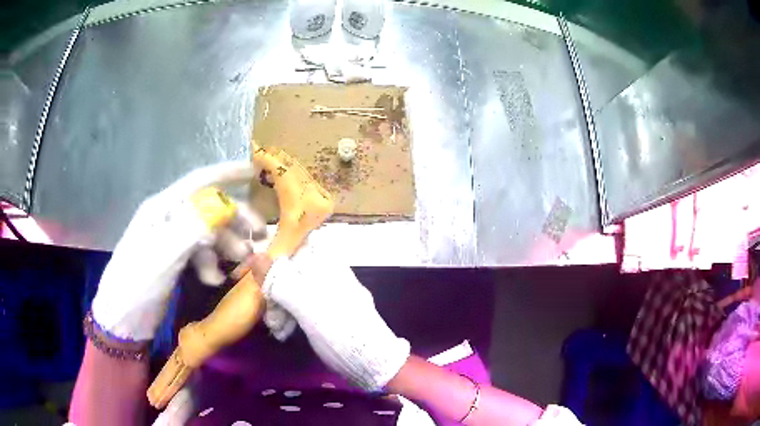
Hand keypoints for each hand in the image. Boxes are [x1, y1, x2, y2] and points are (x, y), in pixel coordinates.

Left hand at [91, 161, 264, 340]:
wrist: (121, 321)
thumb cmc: (137, 286)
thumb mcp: (162, 257)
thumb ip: (191, 229)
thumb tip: (222, 206)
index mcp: (162, 209)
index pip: (197, 182)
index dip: (226, 173)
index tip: (254, 171)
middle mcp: (167, 218)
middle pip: (207, 208)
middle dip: (235, 219)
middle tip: (260, 236)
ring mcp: (170, 240)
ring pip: (206, 232)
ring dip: (226, 245)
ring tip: (240, 264)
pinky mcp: (173, 260)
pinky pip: (199, 253)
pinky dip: (211, 263)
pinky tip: (215, 280)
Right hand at [261, 244, 409, 390]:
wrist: (370, 360)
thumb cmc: (340, 330)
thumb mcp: (307, 306)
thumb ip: (281, 280)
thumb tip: (255, 256)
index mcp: (327, 264)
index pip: (296, 243)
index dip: (274, 252)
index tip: (255, 268)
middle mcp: (327, 273)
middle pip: (291, 267)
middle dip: (273, 285)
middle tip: (263, 307)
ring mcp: (326, 292)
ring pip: (293, 287)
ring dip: (278, 303)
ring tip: (274, 326)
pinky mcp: (324, 310)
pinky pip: (300, 304)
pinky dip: (288, 314)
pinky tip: (281, 330)